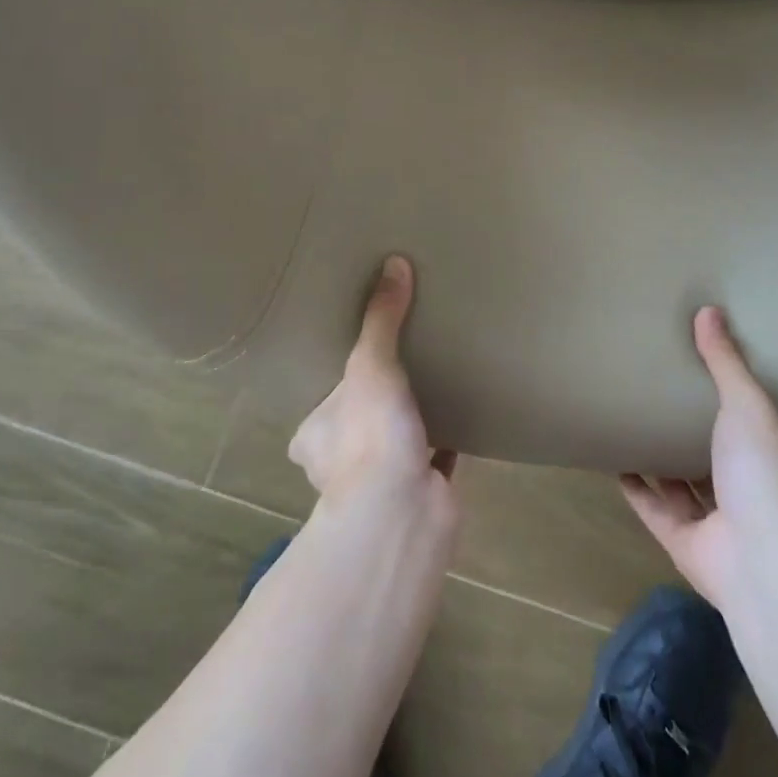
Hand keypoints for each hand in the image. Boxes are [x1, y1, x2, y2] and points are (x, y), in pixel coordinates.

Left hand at [289, 256, 457, 512]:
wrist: (402, 514)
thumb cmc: (368, 436)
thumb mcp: (370, 364)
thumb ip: (382, 318)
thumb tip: (394, 262)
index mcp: (315, 436)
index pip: (320, 404)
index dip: (336, 385)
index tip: (357, 360)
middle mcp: (339, 463)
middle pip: (357, 423)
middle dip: (374, 403)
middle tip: (399, 364)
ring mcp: (380, 483)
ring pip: (393, 442)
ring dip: (408, 421)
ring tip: (431, 381)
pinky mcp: (420, 493)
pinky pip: (433, 457)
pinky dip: (445, 440)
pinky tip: (462, 415)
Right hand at [622, 306, 777, 609]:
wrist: (762, 559)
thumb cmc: (762, 472)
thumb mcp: (746, 405)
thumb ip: (725, 362)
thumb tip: (709, 309)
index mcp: (766, 457)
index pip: (747, 425)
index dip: (727, 401)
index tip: (700, 372)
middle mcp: (743, 491)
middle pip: (711, 457)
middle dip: (689, 432)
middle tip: (657, 395)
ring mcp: (714, 522)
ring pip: (682, 487)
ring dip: (660, 463)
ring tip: (632, 426)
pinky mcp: (683, 543)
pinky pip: (654, 510)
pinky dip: (636, 490)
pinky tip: (615, 463)